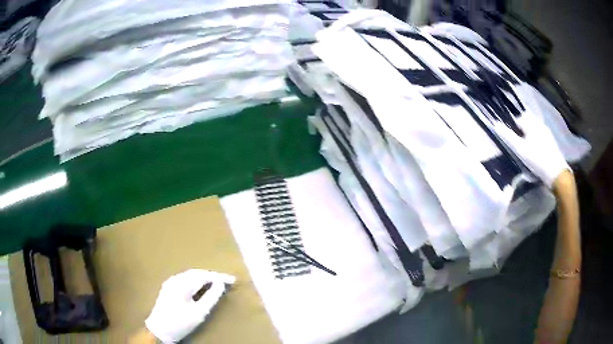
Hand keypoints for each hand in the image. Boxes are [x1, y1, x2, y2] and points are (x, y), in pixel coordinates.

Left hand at [145, 269, 234, 342]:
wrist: (159, 330)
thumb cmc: (180, 323)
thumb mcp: (199, 313)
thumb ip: (211, 297)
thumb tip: (220, 284)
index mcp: (182, 284)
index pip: (204, 276)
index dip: (219, 277)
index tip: (233, 280)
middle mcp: (175, 279)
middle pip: (197, 273)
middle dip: (212, 276)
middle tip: (226, 281)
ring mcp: (170, 282)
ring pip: (190, 275)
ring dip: (204, 277)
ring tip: (217, 283)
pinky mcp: (168, 287)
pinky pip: (185, 279)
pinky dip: (196, 281)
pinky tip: (201, 286)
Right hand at [492, 113, 569, 187]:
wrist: (556, 173)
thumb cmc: (537, 160)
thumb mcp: (520, 150)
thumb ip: (508, 137)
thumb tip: (495, 125)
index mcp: (531, 123)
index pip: (518, 119)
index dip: (513, 129)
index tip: (513, 142)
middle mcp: (539, 124)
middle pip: (527, 122)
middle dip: (522, 130)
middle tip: (520, 145)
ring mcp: (546, 132)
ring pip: (534, 128)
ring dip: (529, 135)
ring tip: (527, 149)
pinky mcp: (551, 141)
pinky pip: (540, 135)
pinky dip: (536, 139)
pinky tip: (536, 152)